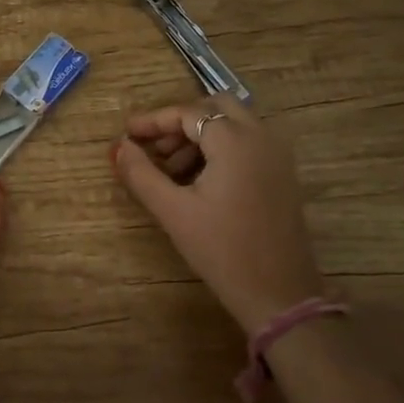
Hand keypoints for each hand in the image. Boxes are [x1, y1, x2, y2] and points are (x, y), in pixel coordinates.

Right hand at [111, 96, 324, 332]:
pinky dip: (221, 148)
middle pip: (216, 108)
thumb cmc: (221, 250)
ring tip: (171, 169)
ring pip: (234, 125)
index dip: (153, 121)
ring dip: (201, 135)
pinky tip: (199, 180)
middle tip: (154, 147)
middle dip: (181, 122)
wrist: (279, 294)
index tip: (126, 133)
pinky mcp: (283, 175)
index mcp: (235, 141)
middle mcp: (261, 137)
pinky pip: (249, 144)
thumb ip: (141, 173)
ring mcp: (278, 155)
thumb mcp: (173, 211)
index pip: (187, 113)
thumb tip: (119, 146)